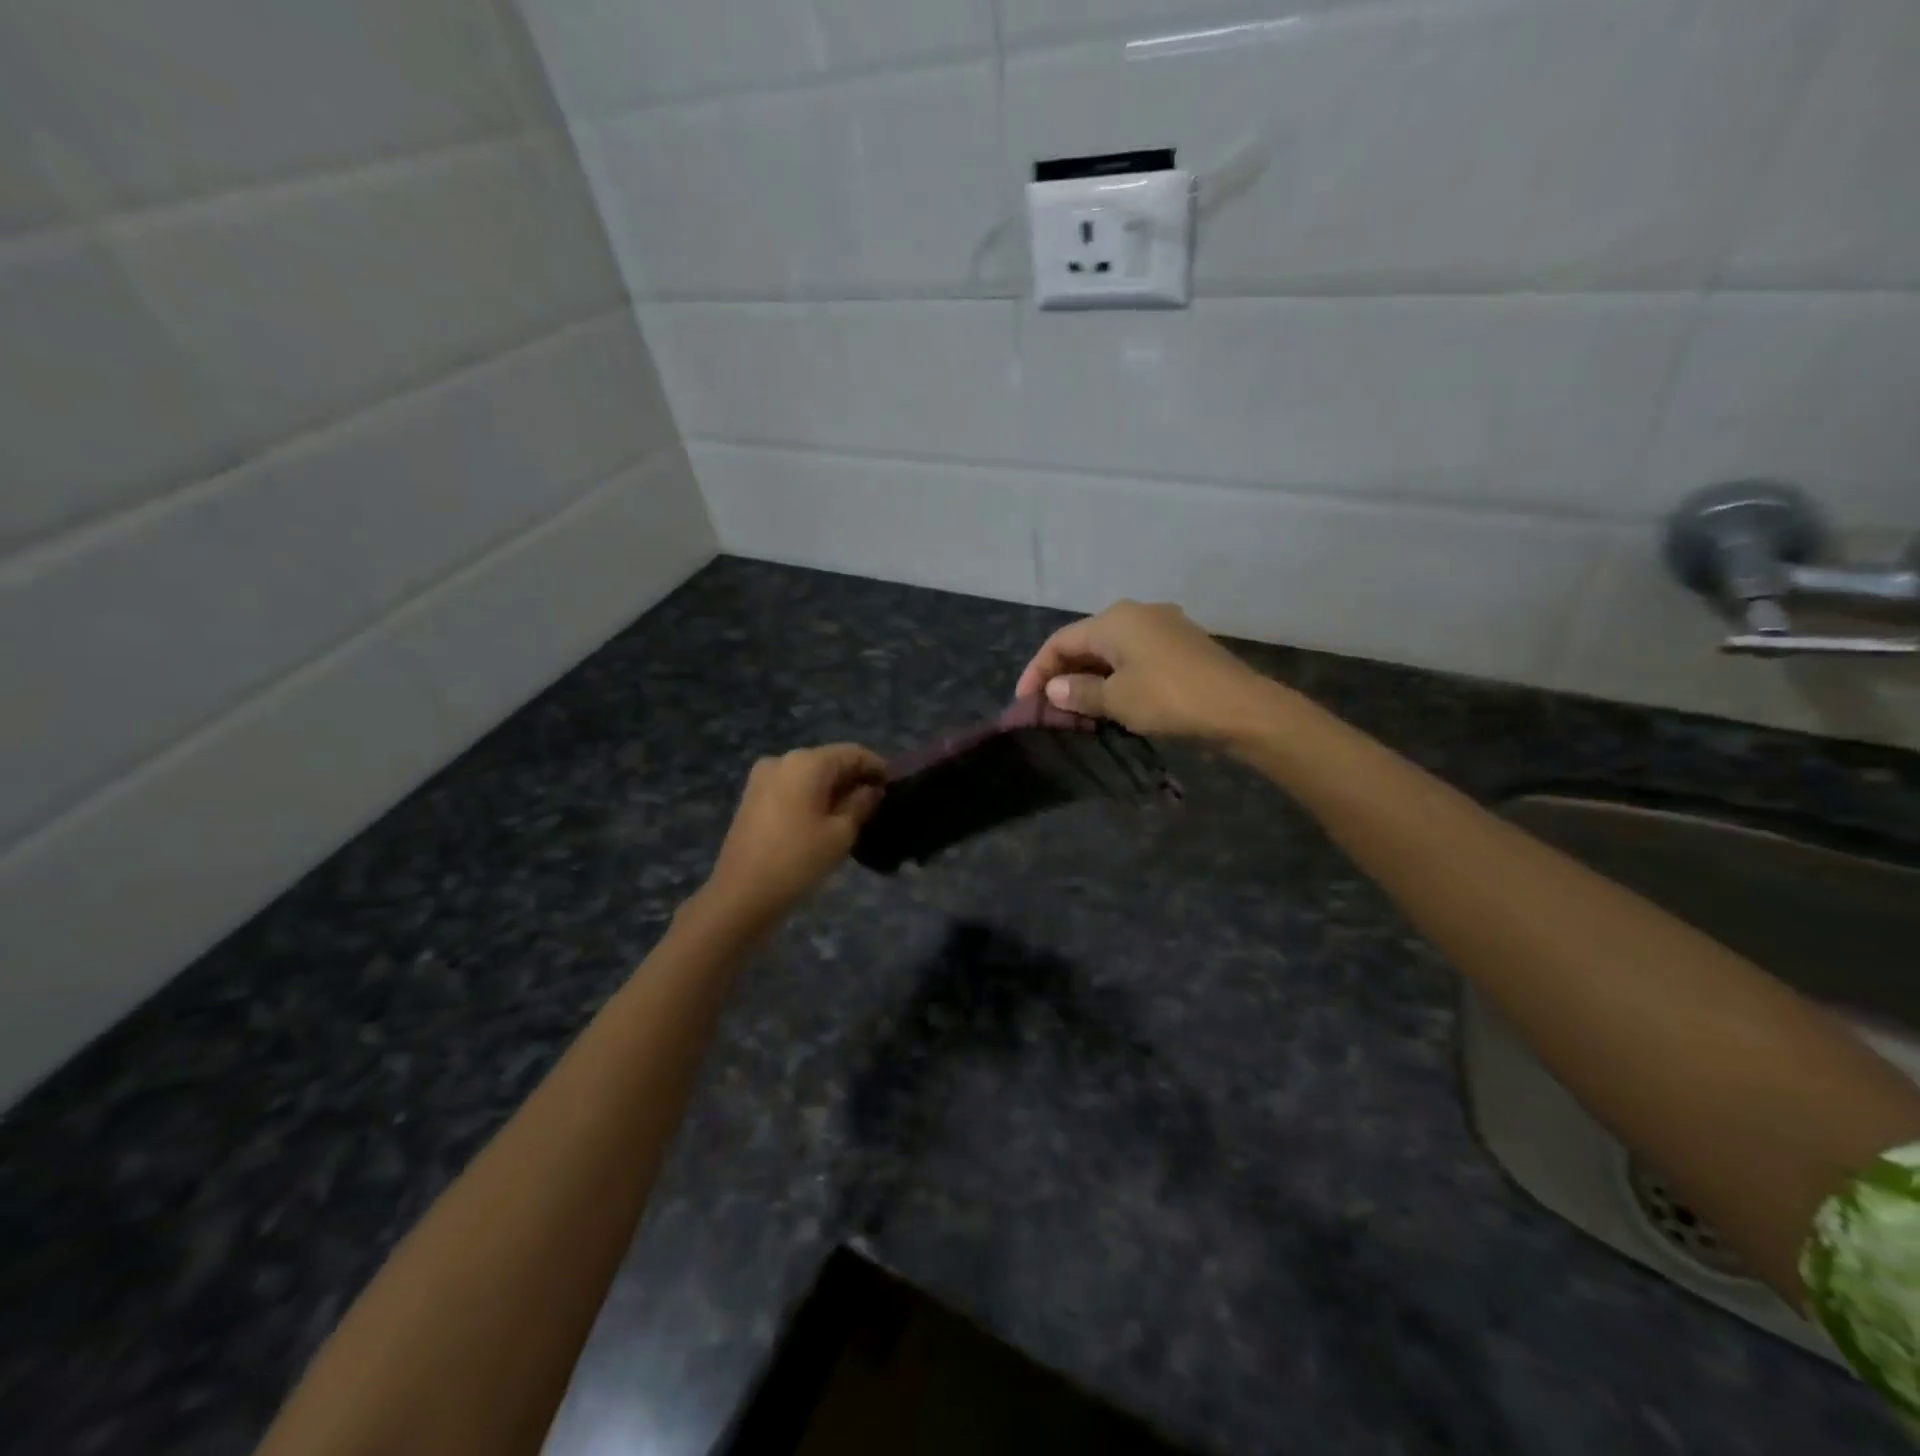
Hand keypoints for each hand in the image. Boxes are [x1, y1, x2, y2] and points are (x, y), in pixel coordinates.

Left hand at [704, 744, 885, 922]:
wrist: (741, 894)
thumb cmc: (798, 861)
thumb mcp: (840, 834)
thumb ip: (861, 804)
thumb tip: (871, 790)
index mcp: (807, 762)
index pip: (853, 753)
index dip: (877, 767)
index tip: (894, 787)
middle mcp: (783, 760)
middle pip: (829, 761)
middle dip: (854, 779)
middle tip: (876, 804)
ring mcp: (763, 777)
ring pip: (809, 775)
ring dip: (833, 789)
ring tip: (853, 815)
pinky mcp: (752, 797)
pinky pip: (792, 787)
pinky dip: (812, 796)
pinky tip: (824, 819)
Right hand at [1014, 600, 1273, 741]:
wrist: (1239, 707)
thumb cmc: (1168, 698)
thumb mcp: (1116, 699)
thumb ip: (1079, 692)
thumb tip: (1054, 689)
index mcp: (1114, 619)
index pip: (1060, 641)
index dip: (1037, 671)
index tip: (1024, 702)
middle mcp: (1137, 613)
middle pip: (1085, 642)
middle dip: (1063, 674)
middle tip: (1048, 708)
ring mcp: (1163, 627)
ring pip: (1111, 651)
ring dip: (1089, 678)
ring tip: (1075, 710)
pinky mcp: (1181, 646)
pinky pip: (1134, 658)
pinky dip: (1115, 678)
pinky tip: (1111, 702)